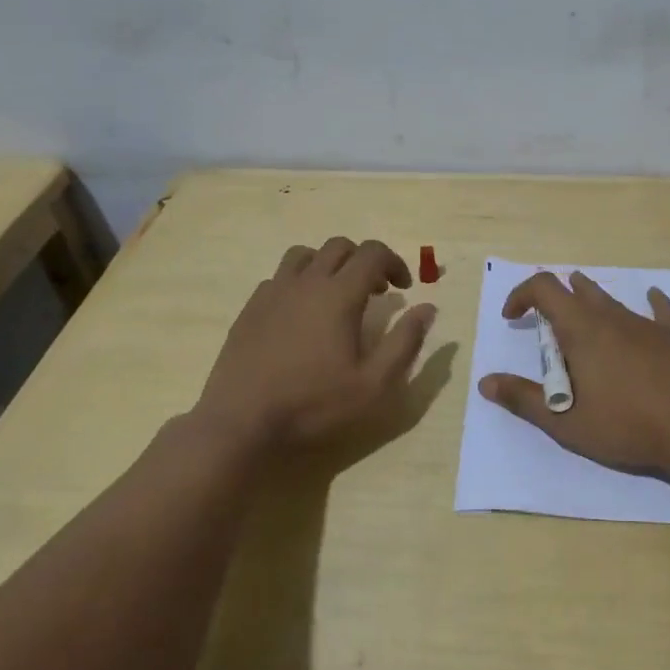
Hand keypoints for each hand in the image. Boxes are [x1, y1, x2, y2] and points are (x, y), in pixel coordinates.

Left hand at [193, 237, 435, 454]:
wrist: (241, 423)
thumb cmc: (314, 404)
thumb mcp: (374, 384)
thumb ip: (405, 342)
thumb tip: (428, 307)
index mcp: (339, 294)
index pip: (373, 253)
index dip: (395, 262)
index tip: (405, 288)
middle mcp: (306, 282)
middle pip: (339, 246)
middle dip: (365, 260)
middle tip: (376, 291)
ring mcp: (273, 292)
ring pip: (305, 254)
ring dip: (329, 264)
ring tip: (337, 294)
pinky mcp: (250, 308)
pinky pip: (279, 277)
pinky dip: (300, 282)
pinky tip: (301, 313)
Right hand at [479, 270, 669, 474]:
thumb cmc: (626, 425)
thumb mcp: (566, 422)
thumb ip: (524, 399)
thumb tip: (486, 382)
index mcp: (582, 330)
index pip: (545, 288)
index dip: (522, 295)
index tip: (513, 318)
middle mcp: (611, 317)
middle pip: (577, 290)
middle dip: (555, 301)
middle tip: (546, 329)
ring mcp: (645, 324)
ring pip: (611, 300)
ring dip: (590, 303)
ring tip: (582, 318)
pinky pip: (659, 310)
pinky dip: (649, 302)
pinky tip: (652, 297)